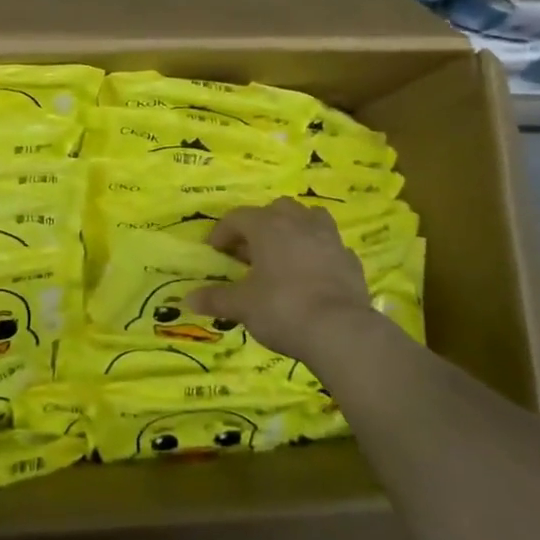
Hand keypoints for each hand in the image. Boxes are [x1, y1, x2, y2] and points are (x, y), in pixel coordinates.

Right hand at [189, 199, 395, 371]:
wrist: (340, 330)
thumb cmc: (282, 308)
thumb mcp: (242, 306)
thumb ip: (216, 298)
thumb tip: (189, 299)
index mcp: (268, 226)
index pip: (237, 217)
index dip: (222, 232)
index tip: (215, 252)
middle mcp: (299, 223)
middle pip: (275, 209)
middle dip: (260, 226)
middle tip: (249, 252)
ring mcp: (329, 238)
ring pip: (309, 218)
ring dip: (294, 230)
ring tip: (284, 253)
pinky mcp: (350, 259)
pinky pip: (329, 246)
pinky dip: (317, 253)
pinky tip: (311, 274)